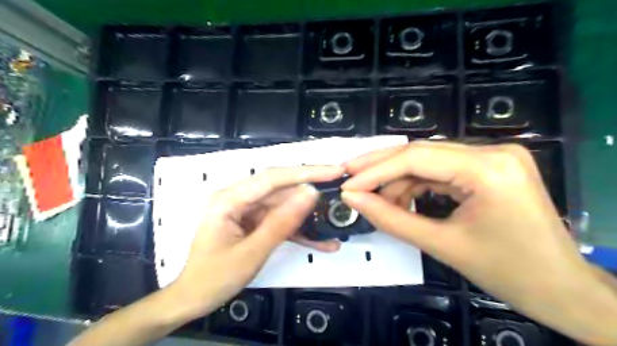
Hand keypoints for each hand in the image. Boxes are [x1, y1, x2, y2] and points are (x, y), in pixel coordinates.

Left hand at [173, 164, 344, 319]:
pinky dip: (299, 231)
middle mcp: (240, 198)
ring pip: (285, 206)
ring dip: (309, 217)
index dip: (306, 172)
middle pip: (282, 189)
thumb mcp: (252, 252)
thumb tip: (311, 194)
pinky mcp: (255, 222)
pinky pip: (280, 221)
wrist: (194, 299)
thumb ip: (282, 222)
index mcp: (230, 199)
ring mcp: (248, 210)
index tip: (334, 171)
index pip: (273, 178)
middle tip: (341, 190)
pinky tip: (321, 241)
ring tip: (335, 220)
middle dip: (312, 192)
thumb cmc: (214, 277)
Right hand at [339, 140, 616, 345]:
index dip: (375, 171)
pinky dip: (417, 184)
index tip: (347, 184)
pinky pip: (441, 169)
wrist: (561, 289)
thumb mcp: (441, 245)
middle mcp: (493, 151)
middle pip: (420, 152)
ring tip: (377, 200)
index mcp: (488, 169)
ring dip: (398, 179)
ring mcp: (493, 156)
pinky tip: (401, 199)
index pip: (415, 159)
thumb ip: (391, 218)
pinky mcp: (489, 166)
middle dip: (381, 167)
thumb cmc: (507, 273)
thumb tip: (352, 199)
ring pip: (428, 160)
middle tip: (349, 177)